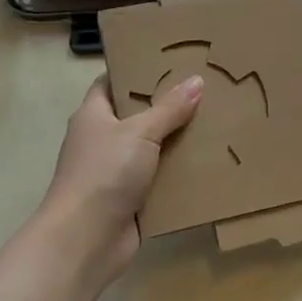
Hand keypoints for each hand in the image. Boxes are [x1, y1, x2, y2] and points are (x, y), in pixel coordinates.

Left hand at [41, 74, 201, 283]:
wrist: (86, 241)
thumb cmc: (104, 173)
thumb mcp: (140, 132)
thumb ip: (169, 108)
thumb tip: (197, 80)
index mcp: (93, 115)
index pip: (113, 82)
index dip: (137, 70)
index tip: (170, 59)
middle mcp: (102, 140)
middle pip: (138, 114)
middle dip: (168, 104)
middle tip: (204, 88)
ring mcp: (116, 171)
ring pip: (152, 148)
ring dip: (178, 140)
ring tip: (215, 120)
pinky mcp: (132, 199)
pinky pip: (160, 179)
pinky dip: (180, 173)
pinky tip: (209, 161)